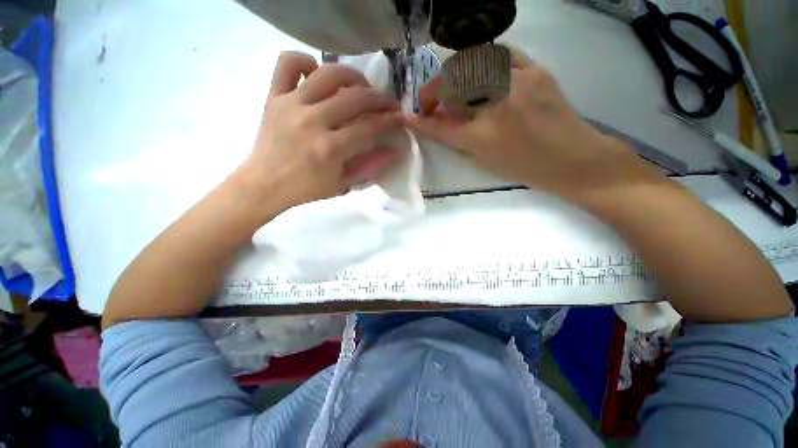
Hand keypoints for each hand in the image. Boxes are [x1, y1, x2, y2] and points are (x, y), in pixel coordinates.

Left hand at [239, 51, 403, 211]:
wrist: (265, 184)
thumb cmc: (307, 188)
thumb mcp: (343, 184)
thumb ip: (371, 167)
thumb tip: (396, 151)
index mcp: (330, 149)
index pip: (370, 127)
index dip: (390, 121)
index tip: (401, 118)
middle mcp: (312, 121)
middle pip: (355, 97)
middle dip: (380, 98)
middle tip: (388, 103)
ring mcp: (291, 104)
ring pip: (328, 73)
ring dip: (353, 76)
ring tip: (361, 86)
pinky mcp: (274, 96)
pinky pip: (288, 63)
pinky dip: (305, 61)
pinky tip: (317, 75)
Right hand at [406, 49, 658, 204]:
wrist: (572, 158)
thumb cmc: (525, 167)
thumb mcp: (484, 160)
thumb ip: (457, 138)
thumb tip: (438, 121)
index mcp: (482, 137)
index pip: (440, 126)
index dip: (421, 121)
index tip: (410, 116)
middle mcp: (496, 105)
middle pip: (452, 83)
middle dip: (434, 90)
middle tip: (432, 102)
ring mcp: (518, 82)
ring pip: (473, 62)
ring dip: (455, 74)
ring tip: (455, 89)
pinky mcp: (536, 70)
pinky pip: (502, 54)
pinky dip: (485, 62)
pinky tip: (482, 75)